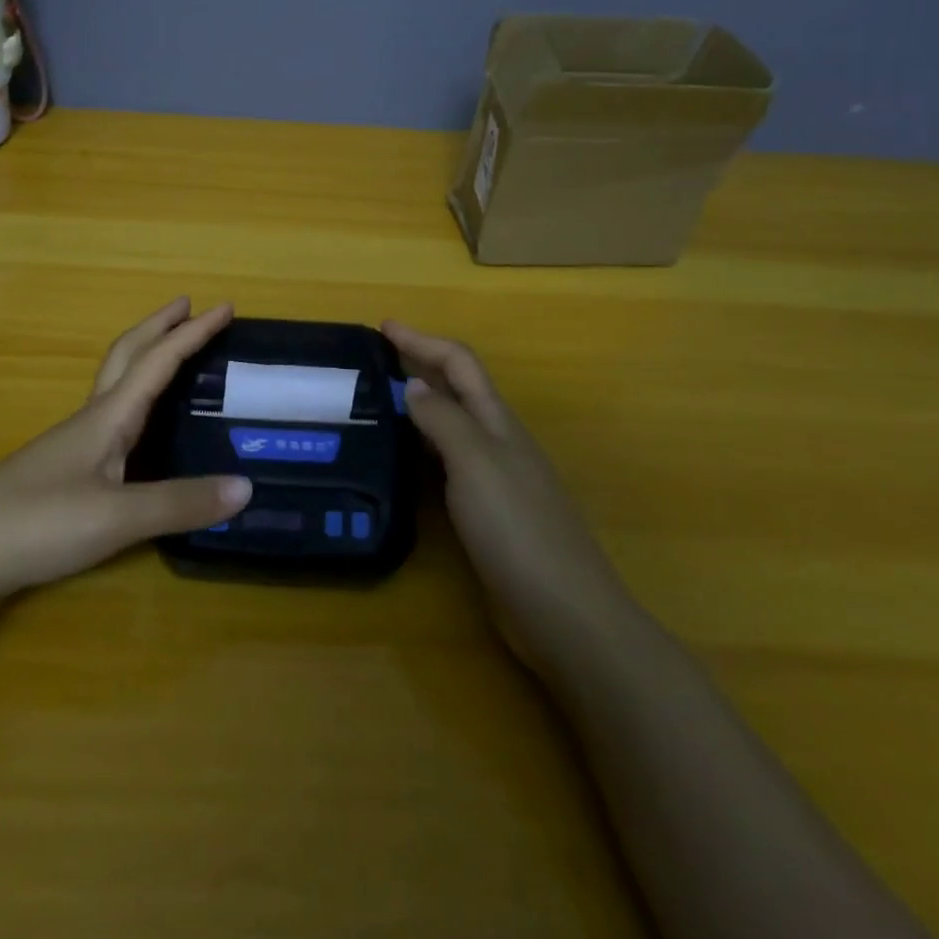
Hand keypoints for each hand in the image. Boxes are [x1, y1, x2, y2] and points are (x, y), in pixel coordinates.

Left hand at [0, 299, 251, 608]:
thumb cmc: (36, 523)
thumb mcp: (116, 518)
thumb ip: (181, 503)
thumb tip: (247, 486)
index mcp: (108, 417)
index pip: (158, 361)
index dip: (193, 333)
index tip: (225, 306)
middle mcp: (91, 419)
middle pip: (128, 355)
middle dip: (160, 327)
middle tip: (190, 307)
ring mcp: (73, 444)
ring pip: (116, 384)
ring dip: (146, 358)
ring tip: (173, 357)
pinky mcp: (63, 471)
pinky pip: (110, 417)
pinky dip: (135, 401)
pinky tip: (141, 428)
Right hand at [383, 321, 634, 656]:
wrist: (563, 612)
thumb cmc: (516, 527)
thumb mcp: (475, 462)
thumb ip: (443, 420)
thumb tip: (415, 385)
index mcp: (498, 422)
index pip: (459, 363)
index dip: (422, 341)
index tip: (383, 326)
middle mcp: (498, 442)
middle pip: (457, 389)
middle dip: (420, 366)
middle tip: (374, 362)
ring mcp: (496, 480)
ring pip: (452, 427)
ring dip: (420, 407)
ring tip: (378, 405)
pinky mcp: (488, 514)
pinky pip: (448, 464)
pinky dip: (423, 449)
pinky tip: (404, 462)